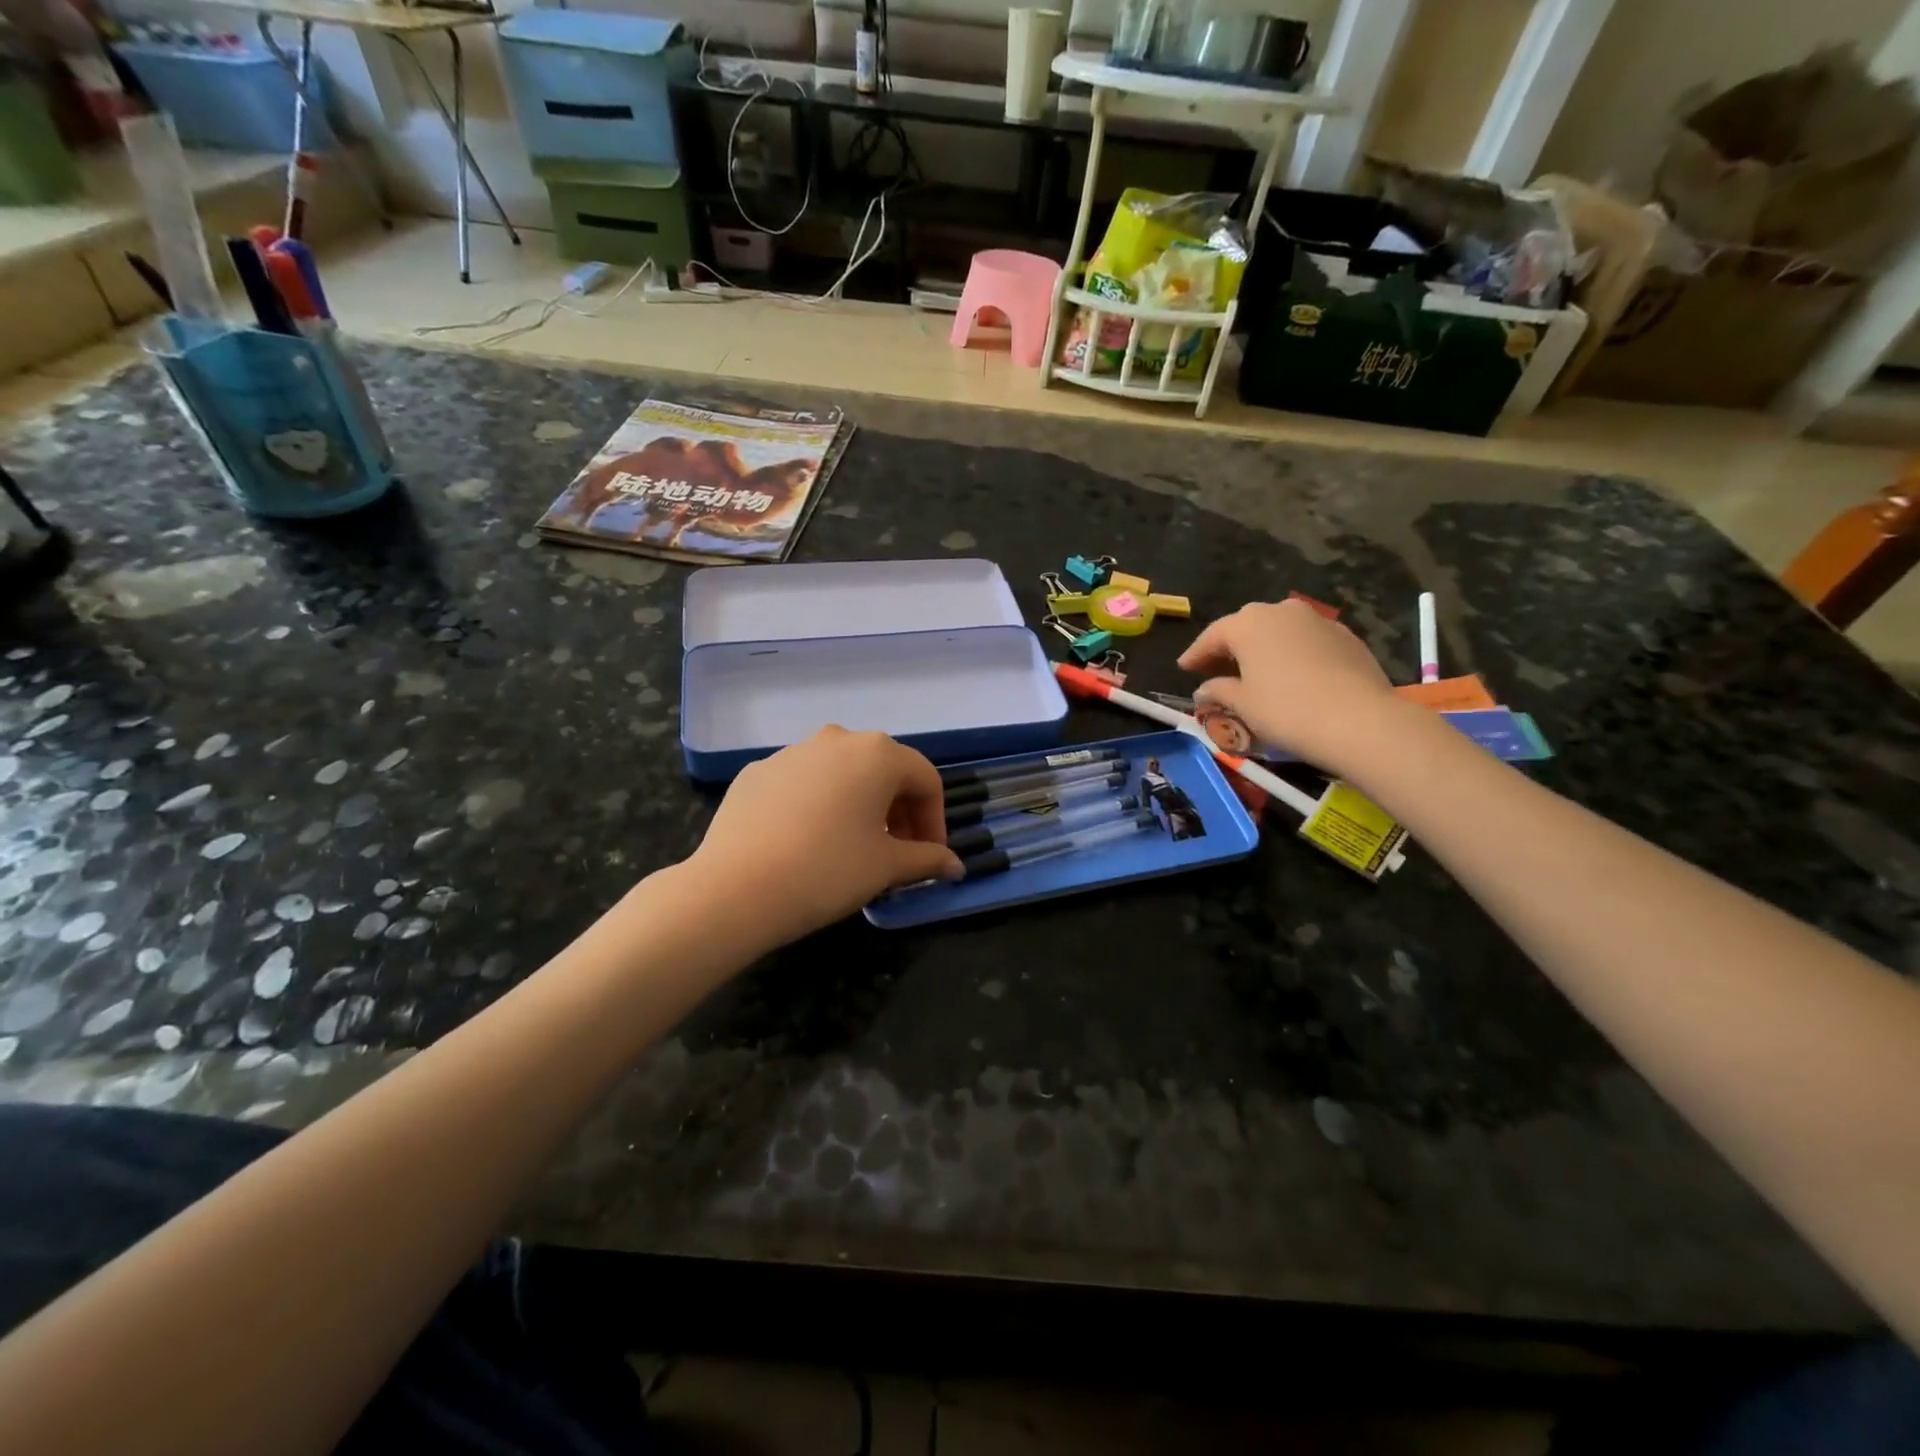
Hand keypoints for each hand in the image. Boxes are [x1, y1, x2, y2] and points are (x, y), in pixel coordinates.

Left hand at [684, 727, 963, 950]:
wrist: (736, 888)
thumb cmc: (828, 870)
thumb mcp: (886, 867)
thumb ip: (927, 859)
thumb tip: (955, 866)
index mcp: (877, 754)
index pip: (926, 779)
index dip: (935, 820)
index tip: (930, 856)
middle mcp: (837, 739)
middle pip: (884, 770)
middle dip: (899, 810)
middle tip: (897, 852)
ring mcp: (792, 752)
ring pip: (841, 774)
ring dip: (859, 804)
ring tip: (852, 846)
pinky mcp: (758, 772)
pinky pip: (803, 783)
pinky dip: (818, 805)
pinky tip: (807, 842)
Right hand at [1178, 599, 1401, 773]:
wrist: (1359, 721)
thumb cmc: (1286, 710)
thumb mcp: (1242, 705)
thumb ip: (1218, 691)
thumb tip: (1204, 690)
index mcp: (1248, 623)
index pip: (1212, 635)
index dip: (1196, 654)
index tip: (1184, 668)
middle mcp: (1281, 611)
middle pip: (1246, 626)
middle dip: (1230, 646)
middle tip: (1216, 668)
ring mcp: (1318, 620)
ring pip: (1279, 630)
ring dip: (1263, 647)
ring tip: (1255, 671)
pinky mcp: (1346, 636)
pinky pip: (1306, 641)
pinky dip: (1292, 653)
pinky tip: (1291, 675)